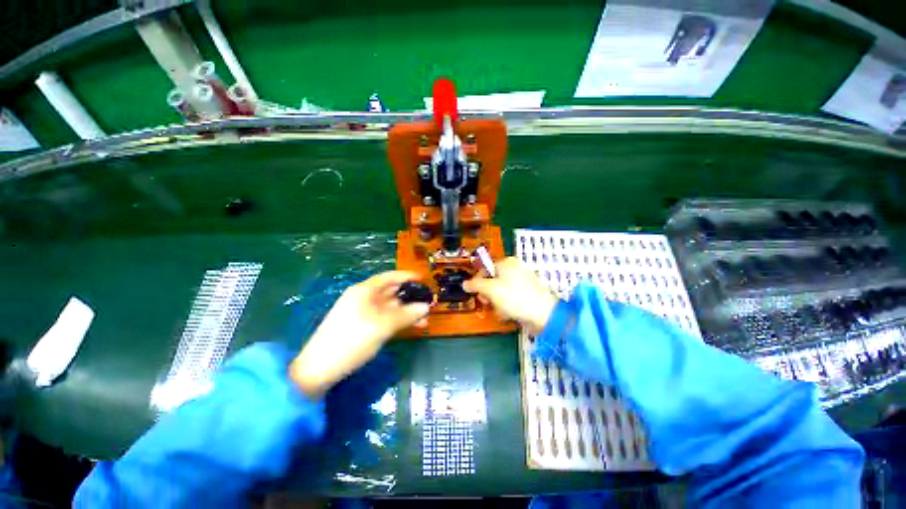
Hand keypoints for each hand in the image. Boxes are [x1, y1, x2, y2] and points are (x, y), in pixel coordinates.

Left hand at [289, 271, 428, 398]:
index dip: (407, 276)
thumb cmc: (351, 340)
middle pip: (391, 292)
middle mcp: (364, 298)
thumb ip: (406, 315)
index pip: (389, 277)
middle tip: (429, 302)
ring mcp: (363, 313)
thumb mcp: (382, 326)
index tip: (423, 279)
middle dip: (410, 296)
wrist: (318, 369)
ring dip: (407, 311)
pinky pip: (385, 319)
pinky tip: (411, 327)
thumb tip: (427, 306)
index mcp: (364, 291)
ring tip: (425, 319)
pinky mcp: (363, 327)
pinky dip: (398, 321)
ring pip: (390, 307)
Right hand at [463, 257, 558, 334]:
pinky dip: (508, 306)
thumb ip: (476, 285)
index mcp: (507, 263)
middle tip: (487, 302)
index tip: (474, 292)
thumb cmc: (514, 297)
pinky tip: (509, 314)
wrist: (543, 314)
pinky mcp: (528, 295)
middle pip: (493, 280)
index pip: (486, 268)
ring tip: (500, 310)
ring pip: (501, 291)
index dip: (477, 281)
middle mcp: (516, 269)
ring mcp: (523, 282)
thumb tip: (464, 284)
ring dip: (497, 302)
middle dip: (488, 294)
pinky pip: (512, 298)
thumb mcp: (490, 289)